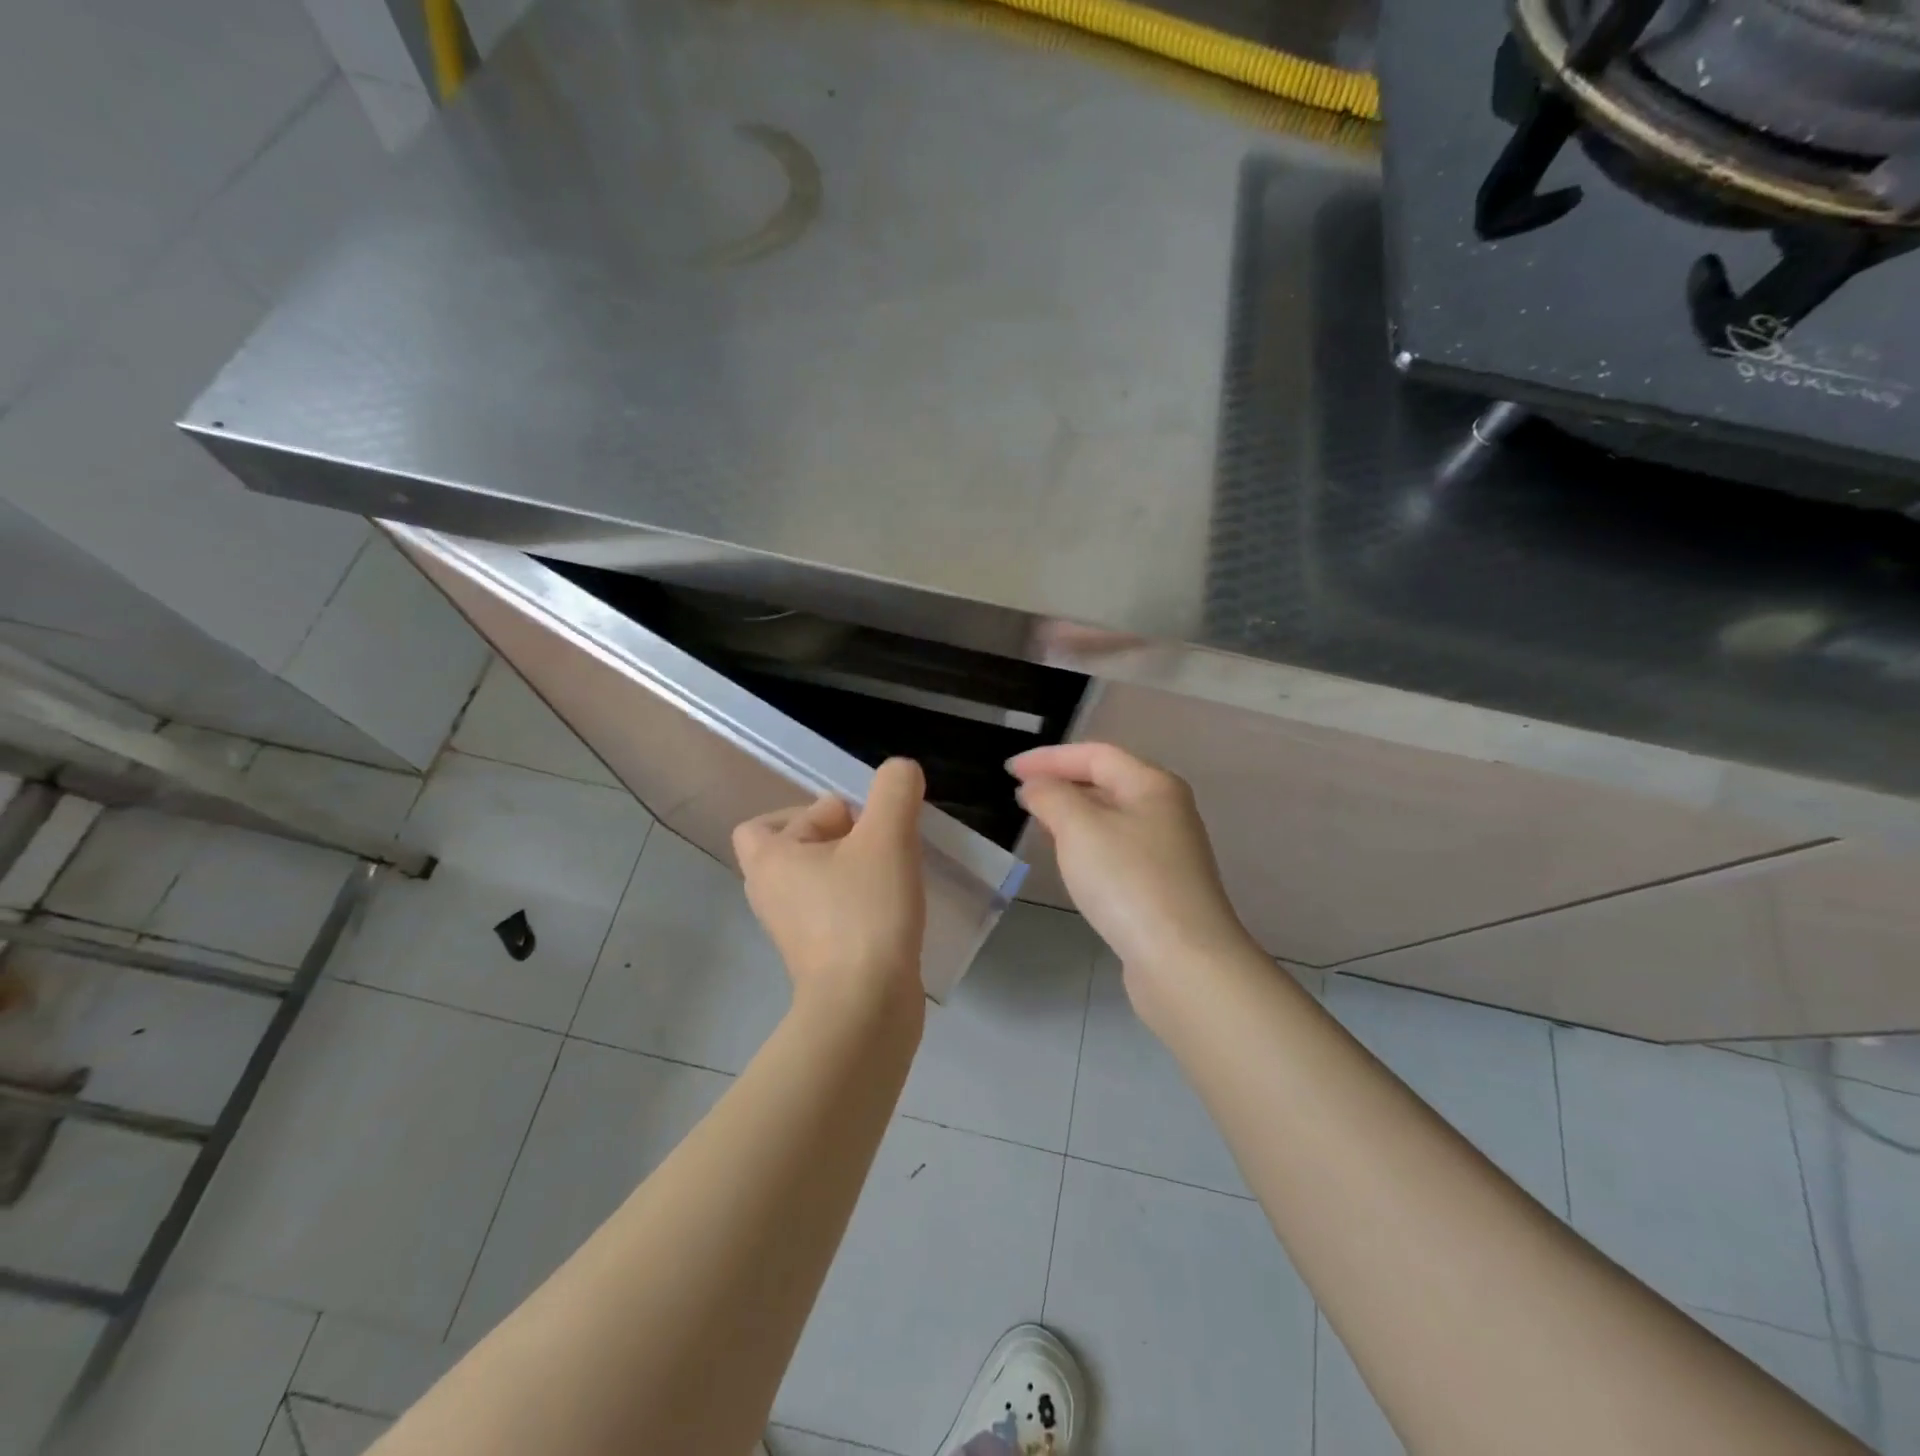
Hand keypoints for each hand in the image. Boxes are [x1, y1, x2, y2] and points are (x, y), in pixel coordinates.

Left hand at [733, 758, 927, 1018]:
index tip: (859, 826)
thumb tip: (900, 771)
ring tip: (892, 874)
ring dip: (854, 870)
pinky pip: (833, 912)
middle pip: (797, 848)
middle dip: (840, 839)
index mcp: (769, 861)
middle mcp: (770, 895)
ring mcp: (791, 930)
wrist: (865, 1008)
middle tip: (879, 847)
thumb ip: (894, 790)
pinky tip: (894, 907)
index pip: (769, 820)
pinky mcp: (818, 957)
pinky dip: (858, 903)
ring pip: (819, 881)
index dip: (815, 813)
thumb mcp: (887, 836)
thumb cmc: (865, 912)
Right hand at [1008, 743, 1254, 985]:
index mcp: (1153, 785)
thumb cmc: (1128, 882)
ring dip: (1073, 815)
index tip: (1009, 770)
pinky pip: (1117, 849)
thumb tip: (1036, 787)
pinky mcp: (1163, 885)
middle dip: (1062, 783)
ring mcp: (1168, 850)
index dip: (1049, 758)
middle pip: (1108, 782)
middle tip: (1021, 796)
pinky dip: (1088, 845)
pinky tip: (1071, 862)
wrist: (1183, 960)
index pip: (1096, 754)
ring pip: (1112, 817)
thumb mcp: (1079, 828)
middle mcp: (1167, 810)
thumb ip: (1051, 797)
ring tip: (1038, 824)